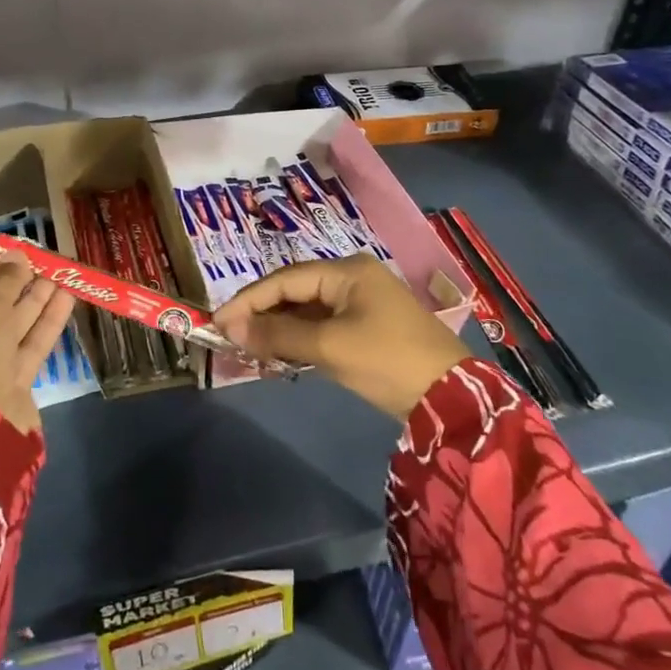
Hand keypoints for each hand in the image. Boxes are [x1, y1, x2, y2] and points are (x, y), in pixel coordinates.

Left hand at [0, 257, 74, 434]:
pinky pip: (25, 347)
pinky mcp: (7, 387)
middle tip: (38, 260)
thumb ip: (3, 282)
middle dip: (11, 283)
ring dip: (33, 299)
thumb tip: (18, 260)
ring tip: (59, 273)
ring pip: (8, 327)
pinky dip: (44, 323)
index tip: (6, 251)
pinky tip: (66, 298)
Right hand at [213, 254, 468, 419]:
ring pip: (308, 307)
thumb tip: (230, 327)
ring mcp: (363, 301)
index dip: (248, 299)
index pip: (284, 279)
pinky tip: (281, 351)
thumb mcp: (329, 347)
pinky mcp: (368, 325)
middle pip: (295, 289)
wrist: (452, 399)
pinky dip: (300, 336)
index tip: (218, 321)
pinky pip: (323, 323)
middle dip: (262, 312)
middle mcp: (353, 276)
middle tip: (230, 335)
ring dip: (279, 326)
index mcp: (346, 270)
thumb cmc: (387, 361)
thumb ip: (278, 335)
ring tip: (249, 345)